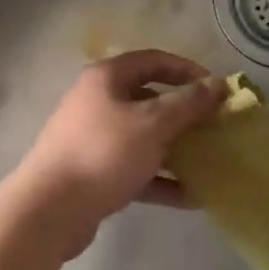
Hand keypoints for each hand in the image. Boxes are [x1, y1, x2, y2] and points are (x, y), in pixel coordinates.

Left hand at [15, 51, 225, 237]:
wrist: (51, 208)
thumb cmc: (104, 153)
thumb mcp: (153, 124)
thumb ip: (188, 103)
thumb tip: (218, 84)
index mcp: (107, 78)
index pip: (153, 61)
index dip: (187, 70)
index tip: (217, 88)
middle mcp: (98, 102)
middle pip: (149, 100)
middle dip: (185, 114)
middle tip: (216, 126)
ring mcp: (94, 139)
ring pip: (144, 137)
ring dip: (176, 149)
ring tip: (210, 162)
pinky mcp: (94, 173)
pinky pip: (135, 169)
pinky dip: (161, 179)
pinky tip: (191, 196)